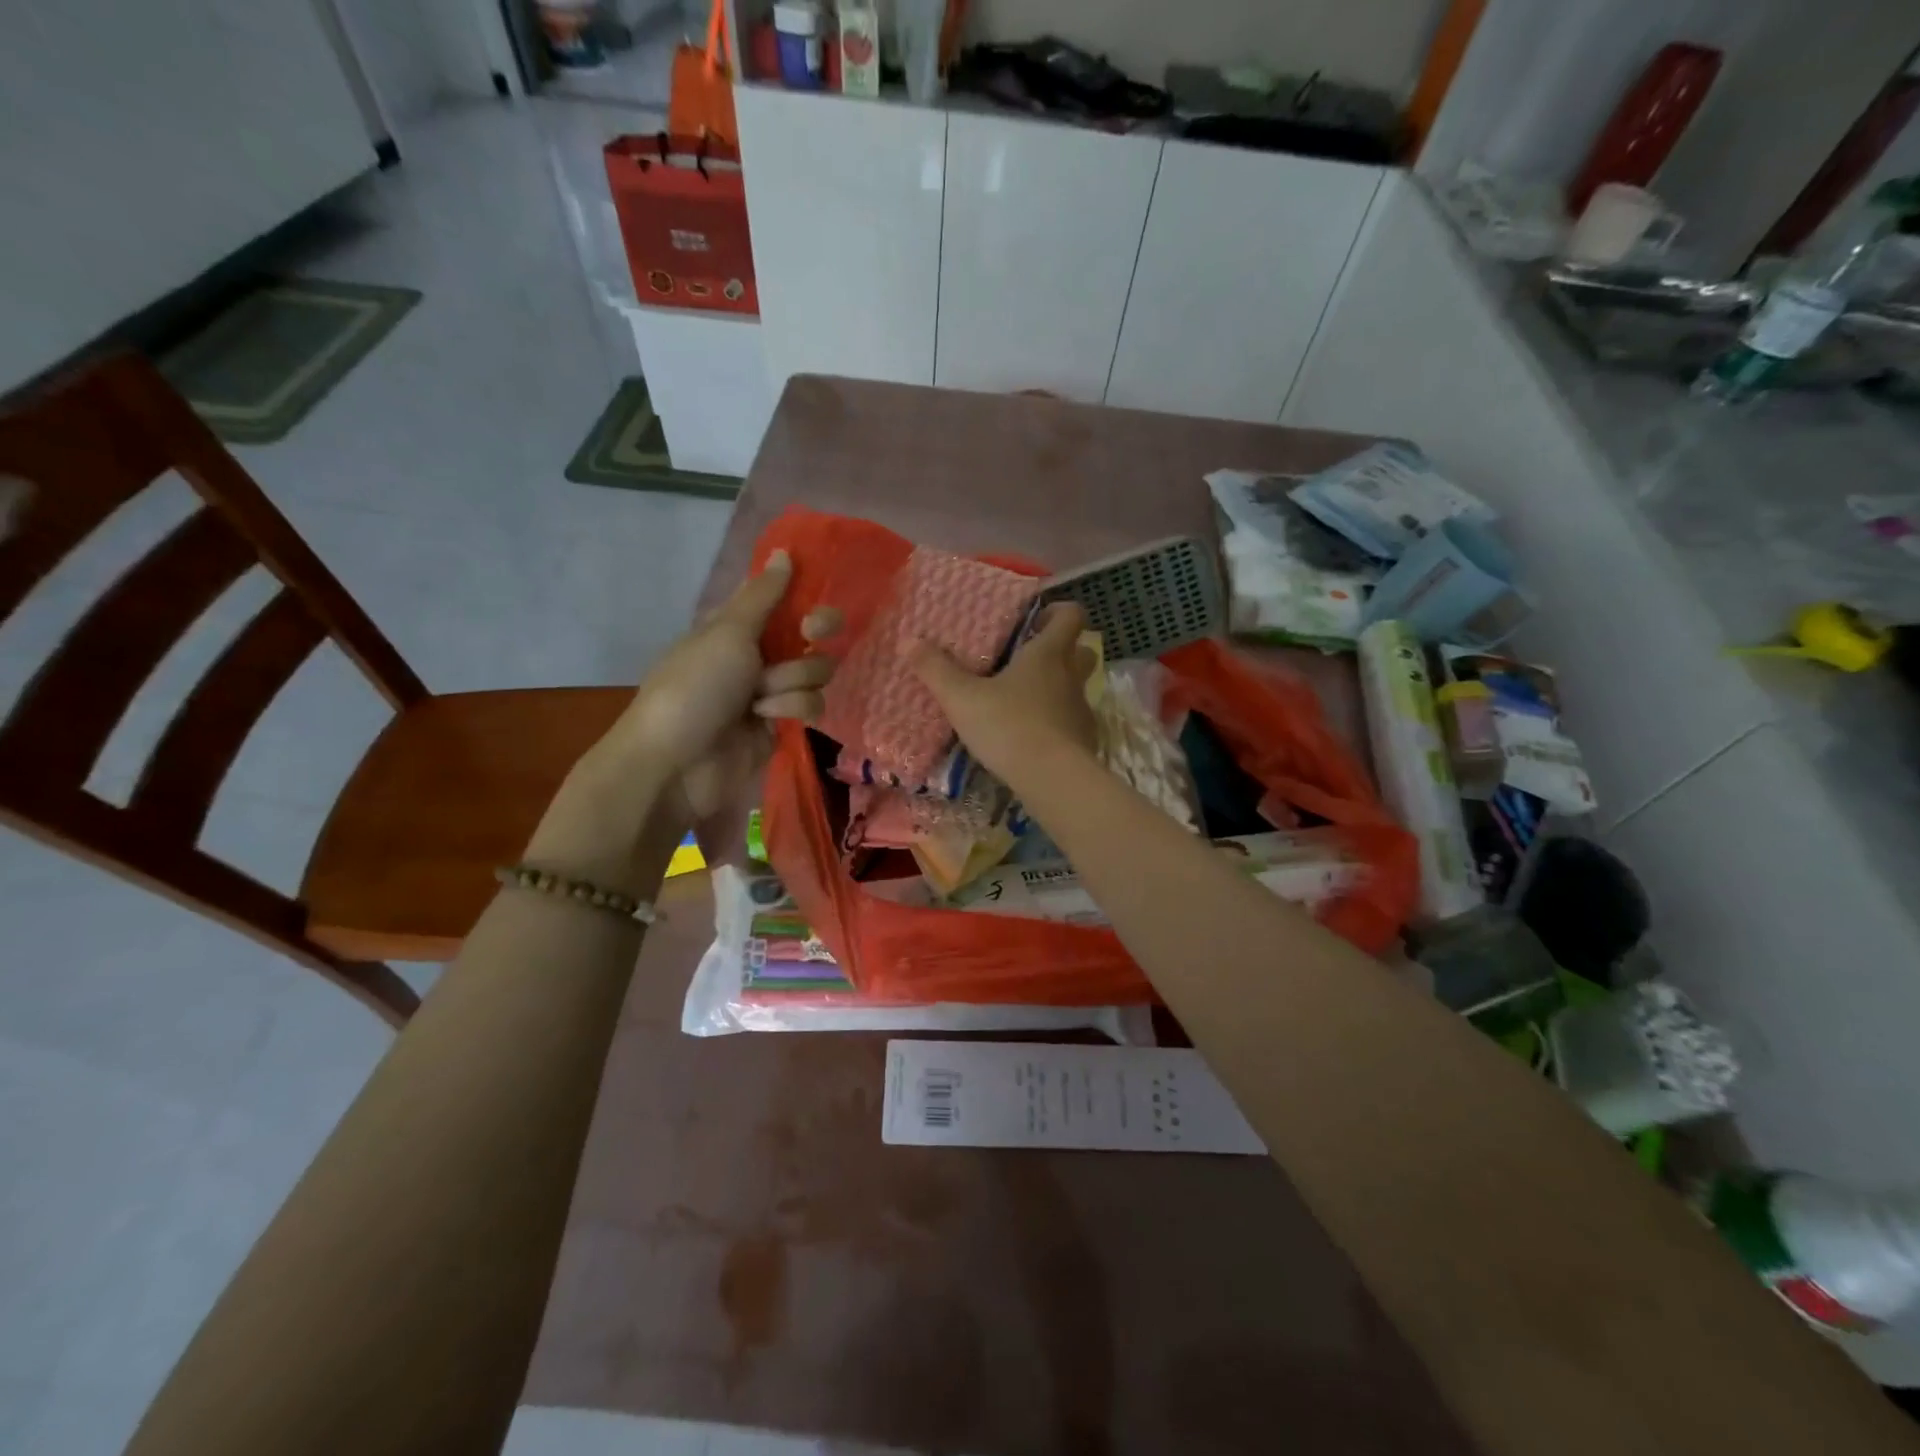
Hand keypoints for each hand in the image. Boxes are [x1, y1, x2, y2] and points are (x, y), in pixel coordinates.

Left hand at [592, 550, 838, 820]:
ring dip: (792, 682)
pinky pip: (809, 705)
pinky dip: (791, 709)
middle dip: (813, 635)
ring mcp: (770, 690)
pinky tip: (767, 719)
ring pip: (814, 672)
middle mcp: (756, 653)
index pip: (781, 598)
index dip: (803, 595)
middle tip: (813, 632)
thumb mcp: (727, 632)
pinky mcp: (781, 724)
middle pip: (810, 633)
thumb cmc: (695, 687)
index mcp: (736, 624)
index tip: (814, 592)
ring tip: (762, 700)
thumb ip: (763, 595)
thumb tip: (784, 552)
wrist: (676, 764)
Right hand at [908, 602, 1097, 786]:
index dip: (1058, 611)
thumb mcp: (962, 699)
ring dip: (1056, 689)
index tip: (1035, 620)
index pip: (1071, 615)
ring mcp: (1081, 710)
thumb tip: (909, 641)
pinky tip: (1030, 737)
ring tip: (1022, 701)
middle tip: (1028, 659)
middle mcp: (1071, 677)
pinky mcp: (1084, 741)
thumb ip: (936, 670)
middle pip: (1082, 651)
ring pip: (1076, 688)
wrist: (1053, 779)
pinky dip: (1056, 723)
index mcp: (1048, 654)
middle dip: (1062, 650)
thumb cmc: (1009, 726)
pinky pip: (1071, 722)